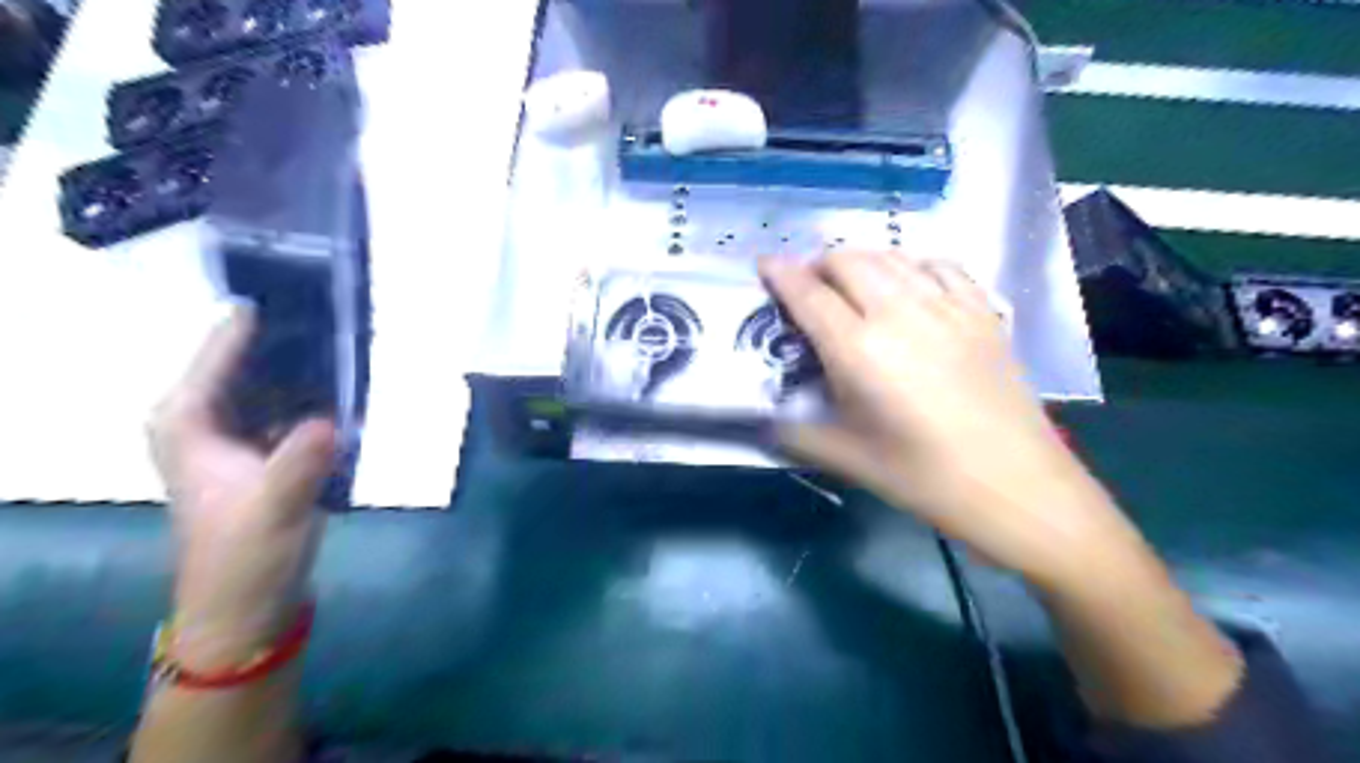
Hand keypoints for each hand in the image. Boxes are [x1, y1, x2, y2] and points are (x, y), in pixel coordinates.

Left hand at [146, 304, 334, 667]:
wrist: (248, 602)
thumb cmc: (246, 554)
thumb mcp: (275, 507)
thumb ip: (300, 462)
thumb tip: (331, 420)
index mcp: (188, 422)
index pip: (220, 353)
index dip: (254, 322)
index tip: (296, 288)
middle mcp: (205, 418)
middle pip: (246, 361)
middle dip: (290, 337)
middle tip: (339, 309)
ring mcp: (236, 434)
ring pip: (269, 382)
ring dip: (306, 364)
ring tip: (350, 336)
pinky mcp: (262, 450)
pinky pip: (288, 405)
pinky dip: (315, 393)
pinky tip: (349, 384)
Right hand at [762, 253, 1145, 585]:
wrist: (1016, 486)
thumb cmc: (924, 478)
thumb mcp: (847, 459)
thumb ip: (794, 432)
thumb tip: (762, 418)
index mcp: (858, 350)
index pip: (808, 294)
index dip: (780, 274)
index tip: (764, 265)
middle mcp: (899, 313)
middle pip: (848, 261)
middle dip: (818, 264)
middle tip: (808, 288)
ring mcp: (947, 306)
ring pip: (892, 257)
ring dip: (860, 261)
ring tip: (849, 283)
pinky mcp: (982, 311)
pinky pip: (941, 265)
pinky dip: (912, 265)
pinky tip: (908, 283)